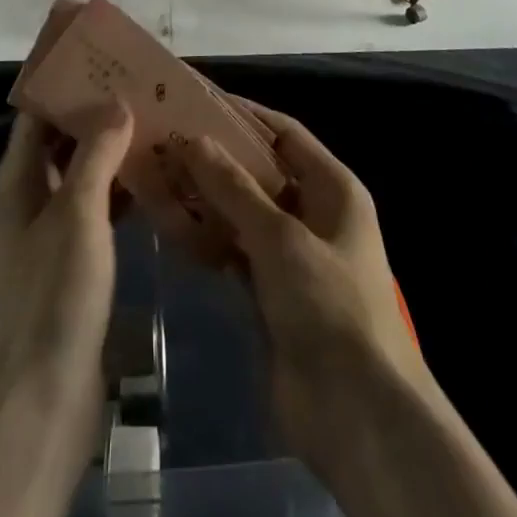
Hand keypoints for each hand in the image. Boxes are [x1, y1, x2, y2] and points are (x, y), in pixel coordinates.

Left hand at [0, 105, 133, 516]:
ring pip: (83, 177)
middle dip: (96, 116)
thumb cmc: (55, 296)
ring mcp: (52, 235)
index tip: (101, 59)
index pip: (37, 117)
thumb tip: (116, 101)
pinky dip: (120, 193)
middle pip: (62, 144)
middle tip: (141, 89)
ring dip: (112, 153)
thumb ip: (96, 154)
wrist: (43, 402)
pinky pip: (98, 212)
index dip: (63, 86)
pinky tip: (154, 183)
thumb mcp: (78, 214)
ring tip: (155, 125)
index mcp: (19, 182)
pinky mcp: (74, 265)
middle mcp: (31, 201)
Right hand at [179, 102, 426, 461]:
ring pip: (243, 213)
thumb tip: (191, 139)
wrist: (357, 416)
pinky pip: (235, 252)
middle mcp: (314, 214)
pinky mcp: (271, 293)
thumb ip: (233, 187)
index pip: (283, 133)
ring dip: (207, 199)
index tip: (197, 101)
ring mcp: (292, 256)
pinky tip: (172, 227)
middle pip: (259, 172)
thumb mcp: (280, 237)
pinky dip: (208, 240)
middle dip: (216, 158)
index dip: (243, 115)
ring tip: (158, 176)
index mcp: (333, 188)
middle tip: (166, 139)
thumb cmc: (330, 306)